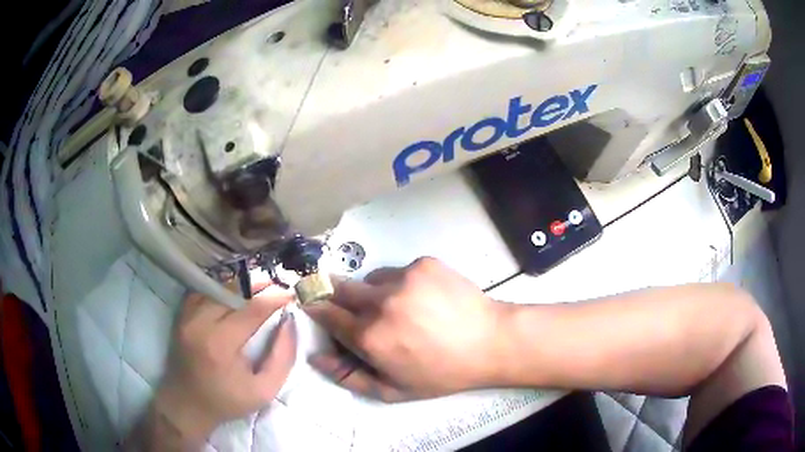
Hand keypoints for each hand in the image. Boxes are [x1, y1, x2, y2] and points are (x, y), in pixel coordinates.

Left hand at [154, 285, 296, 439]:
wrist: (188, 404)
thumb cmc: (228, 400)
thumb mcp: (265, 390)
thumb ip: (282, 358)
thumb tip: (289, 323)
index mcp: (221, 344)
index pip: (252, 309)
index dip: (274, 298)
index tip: (290, 294)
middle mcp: (201, 323)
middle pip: (234, 292)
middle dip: (259, 287)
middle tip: (277, 288)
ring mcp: (188, 317)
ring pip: (218, 288)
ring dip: (240, 287)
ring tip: (258, 290)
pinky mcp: (182, 316)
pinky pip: (203, 292)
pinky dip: (220, 290)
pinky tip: (232, 296)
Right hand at [305, 257, 508, 401]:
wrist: (490, 342)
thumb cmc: (440, 373)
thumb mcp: (393, 390)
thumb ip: (348, 376)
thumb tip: (314, 357)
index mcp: (369, 336)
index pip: (325, 312)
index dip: (315, 307)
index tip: (310, 302)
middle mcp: (380, 302)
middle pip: (339, 287)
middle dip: (335, 293)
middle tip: (350, 305)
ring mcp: (404, 277)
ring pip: (371, 280)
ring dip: (374, 293)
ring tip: (400, 309)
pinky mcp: (423, 263)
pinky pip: (398, 271)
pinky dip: (401, 284)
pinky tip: (422, 299)